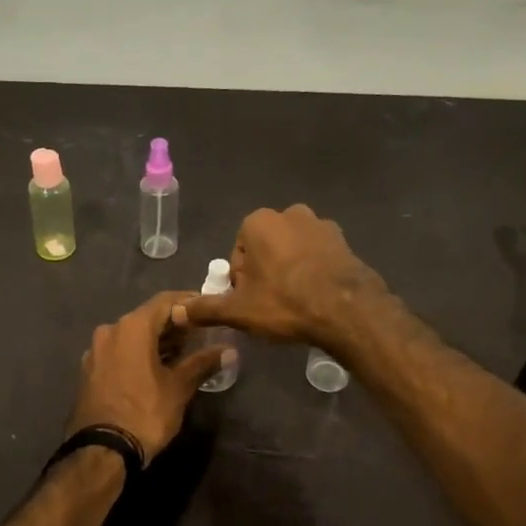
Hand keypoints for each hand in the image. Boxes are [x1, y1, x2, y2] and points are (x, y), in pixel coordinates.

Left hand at [67, 291, 227, 462]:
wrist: (101, 451)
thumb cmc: (145, 413)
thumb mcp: (179, 388)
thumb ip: (202, 363)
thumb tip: (228, 350)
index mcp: (132, 327)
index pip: (165, 301)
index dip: (188, 303)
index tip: (207, 311)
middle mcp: (110, 331)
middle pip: (147, 317)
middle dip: (173, 325)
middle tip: (199, 335)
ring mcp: (95, 351)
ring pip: (131, 336)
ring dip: (155, 341)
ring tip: (181, 354)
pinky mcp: (89, 371)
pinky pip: (118, 352)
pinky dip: (138, 354)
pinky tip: (154, 369)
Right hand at [173, 204, 386, 346]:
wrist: (347, 310)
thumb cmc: (285, 303)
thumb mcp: (239, 310)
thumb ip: (206, 308)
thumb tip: (177, 312)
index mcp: (258, 222)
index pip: (238, 253)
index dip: (241, 281)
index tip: (251, 302)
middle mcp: (290, 213)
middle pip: (265, 248)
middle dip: (265, 273)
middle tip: (271, 305)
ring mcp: (321, 225)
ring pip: (293, 251)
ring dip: (290, 271)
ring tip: (296, 303)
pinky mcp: (345, 241)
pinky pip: (318, 257)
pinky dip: (314, 272)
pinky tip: (317, 298)